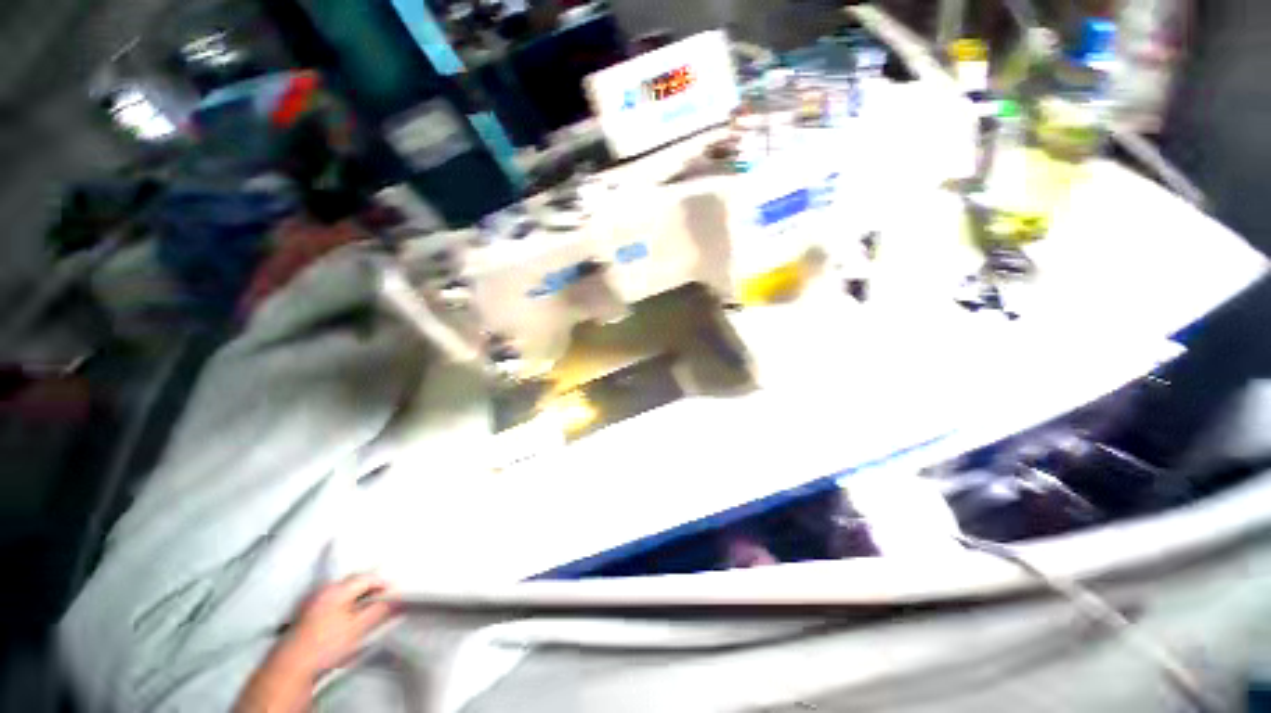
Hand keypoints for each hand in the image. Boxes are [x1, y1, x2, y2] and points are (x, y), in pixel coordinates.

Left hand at [276, 574, 396, 676]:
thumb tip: (397, 599)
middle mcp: (324, 588)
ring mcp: (312, 599)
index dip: (383, 584)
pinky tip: (346, 615)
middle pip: (354, 581)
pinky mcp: (306, 611)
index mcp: (338, 588)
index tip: (394, 595)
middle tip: (382, 601)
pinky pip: (332, 598)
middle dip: (370, 589)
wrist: (291, 666)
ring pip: (342, 590)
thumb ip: (379, 610)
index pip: (368, 577)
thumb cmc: (327, 644)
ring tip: (366, 609)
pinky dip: (344, 602)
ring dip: (356, 596)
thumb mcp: (358, 628)